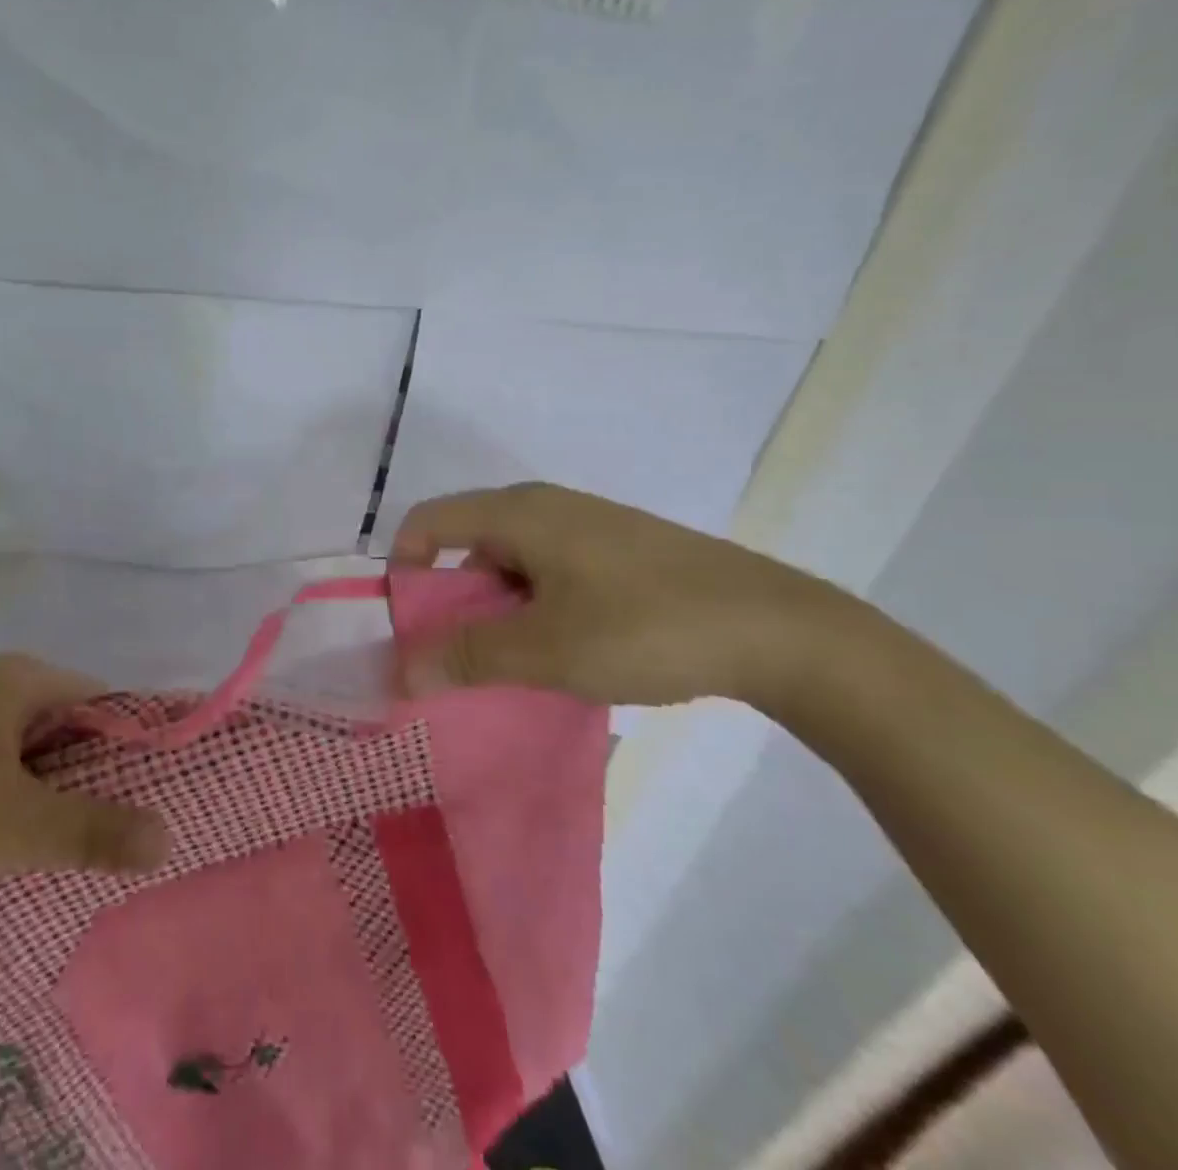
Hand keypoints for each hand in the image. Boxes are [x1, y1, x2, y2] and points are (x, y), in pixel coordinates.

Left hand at [0, 655, 168, 916]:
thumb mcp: (19, 829)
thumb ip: (97, 832)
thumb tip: (168, 838)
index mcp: (19, 678)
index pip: (102, 701)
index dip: (130, 746)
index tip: (144, 796)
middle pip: (64, 724)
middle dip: (87, 774)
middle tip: (106, 827)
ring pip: (24, 748)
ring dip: (45, 789)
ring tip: (58, 839)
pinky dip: (6, 794)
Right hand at [390, 483, 891, 713]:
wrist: (779, 630)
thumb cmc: (646, 626)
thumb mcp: (546, 649)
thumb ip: (466, 656)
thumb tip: (398, 669)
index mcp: (519, 513)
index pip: (427, 521)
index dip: (403, 569)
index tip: (409, 628)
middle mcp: (546, 508)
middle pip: (466, 544)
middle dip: (449, 602)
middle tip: (455, 661)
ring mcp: (586, 528)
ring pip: (510, 564)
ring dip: (493, 612)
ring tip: (508, 668)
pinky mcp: (618, 553)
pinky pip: (548, 574)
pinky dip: (532, 610)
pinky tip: (558, 654)